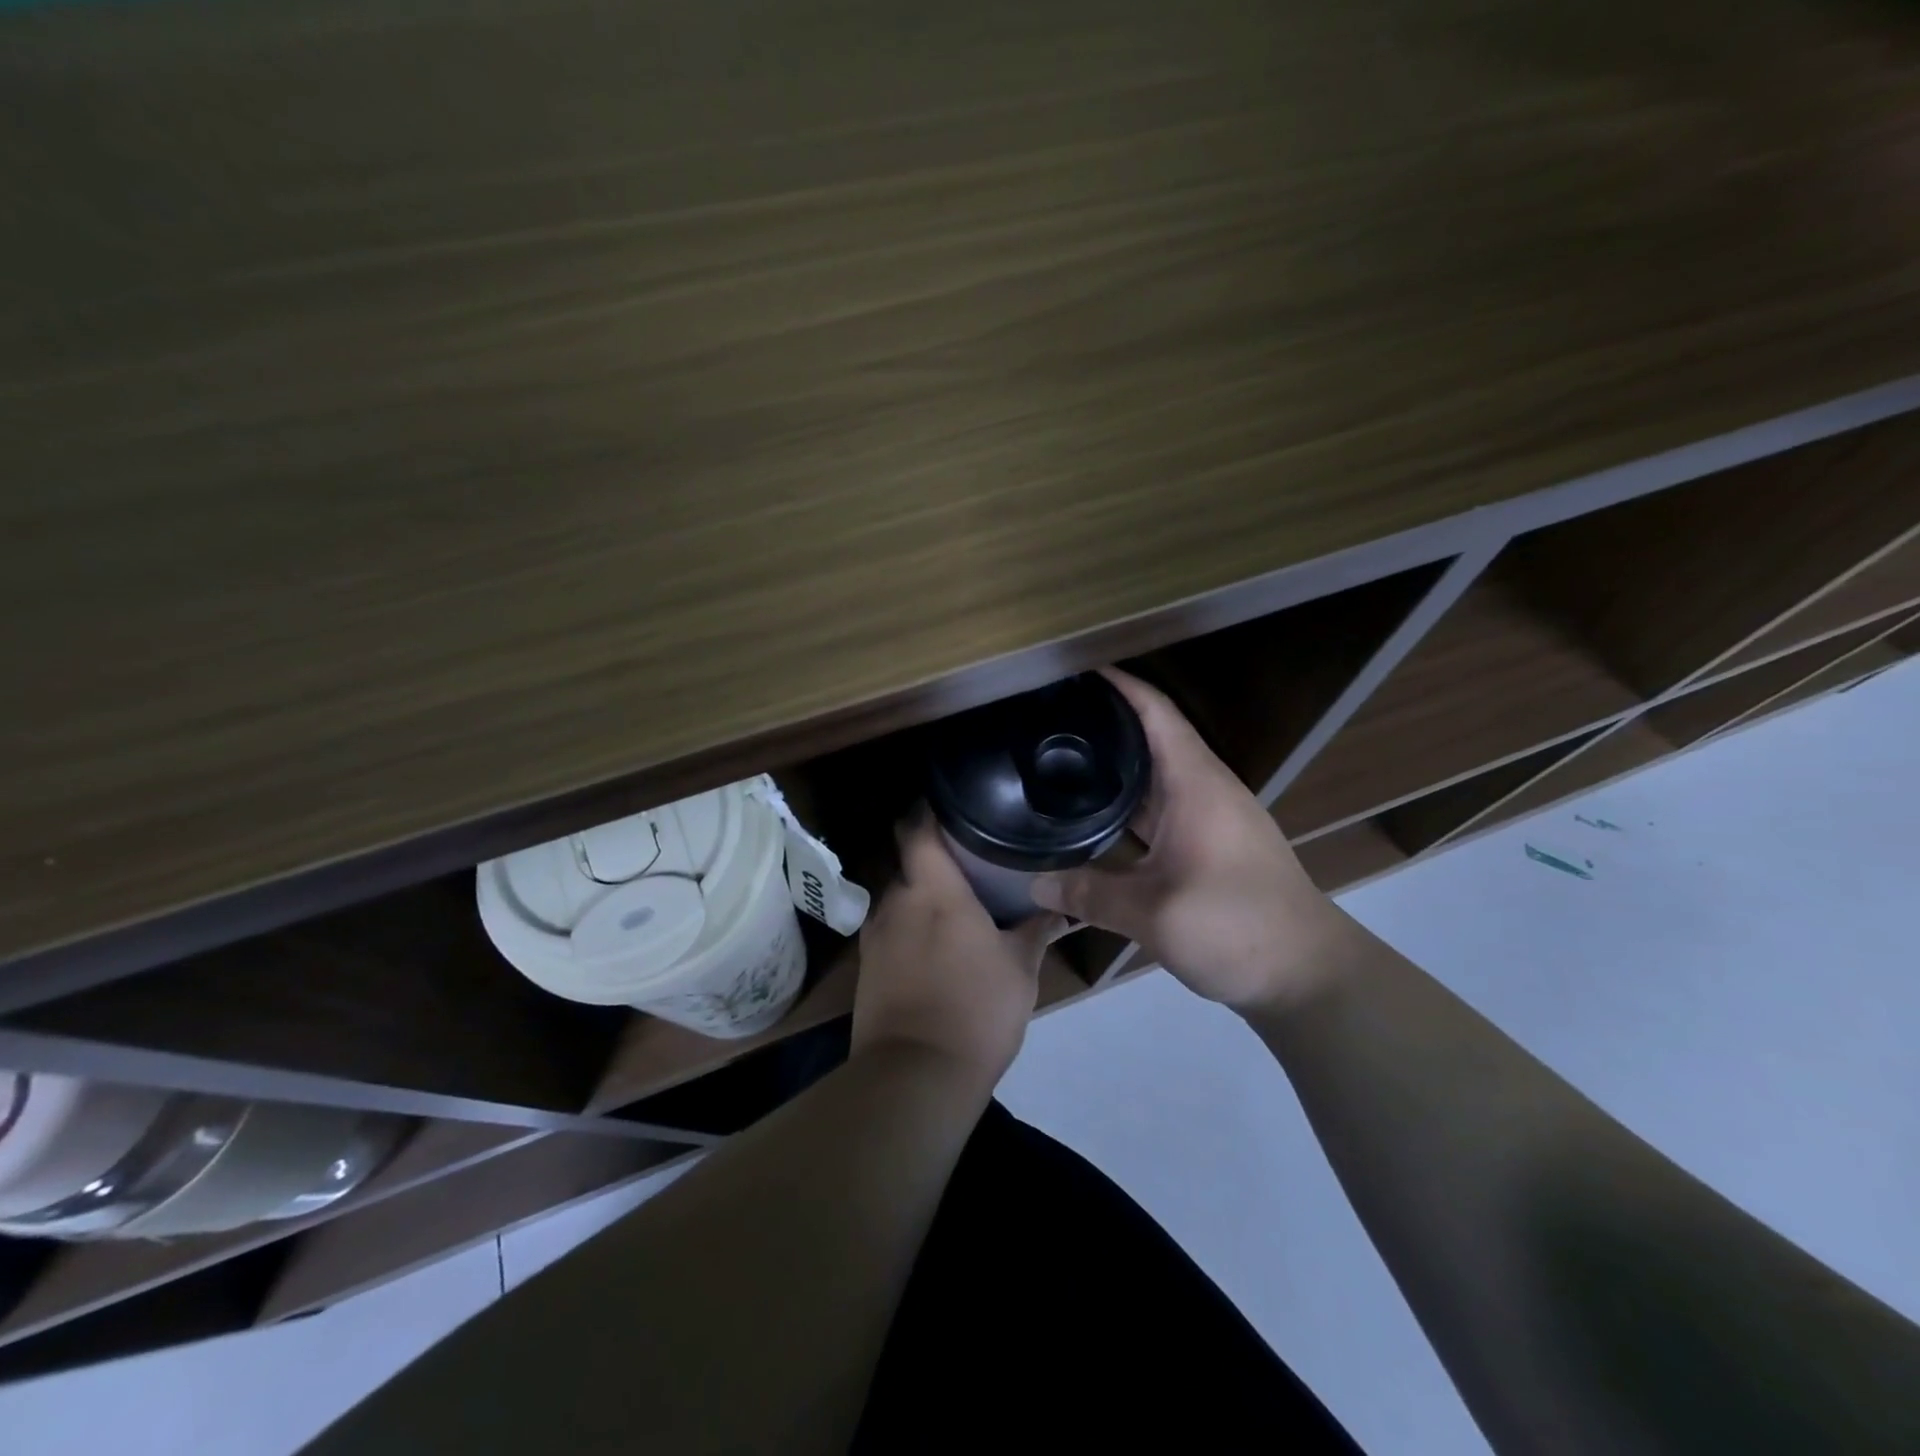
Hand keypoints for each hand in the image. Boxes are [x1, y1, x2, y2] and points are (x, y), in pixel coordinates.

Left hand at [851, 816, 1065, 1094]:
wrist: (916, 1076)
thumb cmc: (977, 1009)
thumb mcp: (1021, 969)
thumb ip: (1036, 931)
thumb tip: (1057, 909)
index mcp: (933, 890)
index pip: (917, 829)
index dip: (927, 810)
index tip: (951, 805)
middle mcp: (896, 902)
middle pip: (909, 863)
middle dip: (934, 861)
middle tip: (969, 865)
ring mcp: (875, 935)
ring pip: (899, 899)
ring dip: (922, 899)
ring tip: (954, 909)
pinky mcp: (866, 967)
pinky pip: (890, 931)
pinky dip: (910, 930)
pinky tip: (933, 949)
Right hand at [1030, 669, 1352, 1012]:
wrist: (1306, 973)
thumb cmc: (1236, 927)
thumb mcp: (1153, 913)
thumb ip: (1089, 894)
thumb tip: (1034, 884)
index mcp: (1195, 783)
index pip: (1155, 711)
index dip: (1118, 684)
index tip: (1073, 671)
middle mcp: (1203, 789)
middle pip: (1151, 737)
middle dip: (1104, 722)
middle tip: (1048, 720)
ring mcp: (1209, 817)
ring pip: (1154, 776)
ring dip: (1116, 765)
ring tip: (1060, 760)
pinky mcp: (1209, 844)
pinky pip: (1160, 808)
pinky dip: (1127, 803)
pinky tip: (1094, 816)